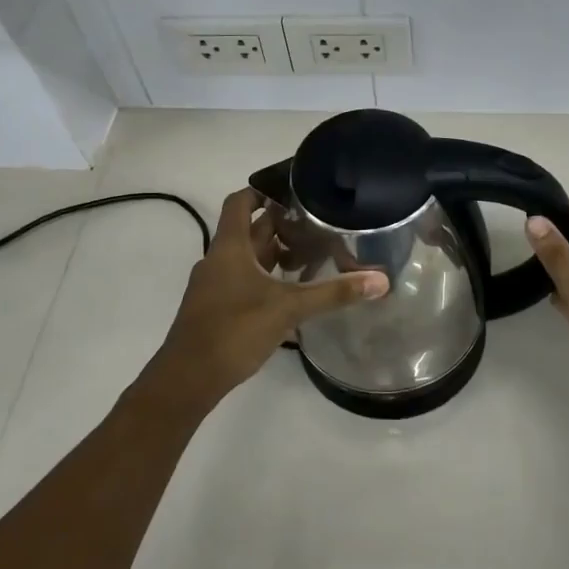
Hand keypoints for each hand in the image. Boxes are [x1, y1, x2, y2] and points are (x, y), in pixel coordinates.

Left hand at [152, 188, 387, 401]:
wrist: (188, 378)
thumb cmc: (234, 330)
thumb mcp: (288, 308)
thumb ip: (333, 293)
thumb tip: (380, 280)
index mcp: (229, 247)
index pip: (240, 202)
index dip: (263, 191)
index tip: (293, 191)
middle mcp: (218, 259)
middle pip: (248, 230)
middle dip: (280, 225)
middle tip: (317, 224)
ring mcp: (215, 285)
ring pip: (247, 258)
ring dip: (274, 253)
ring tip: (311, 255)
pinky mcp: (216, 308)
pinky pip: (243, 280)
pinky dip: (266, 278)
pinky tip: (290, 292)